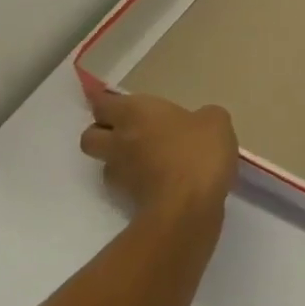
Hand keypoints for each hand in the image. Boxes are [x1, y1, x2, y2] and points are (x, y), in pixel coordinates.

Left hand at [79, 71, 237, 218]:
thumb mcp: (215, 121)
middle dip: (102, 132)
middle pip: (90, 136)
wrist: (187, 209)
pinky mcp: (128, 203)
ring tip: (146, 158)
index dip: (102, 100)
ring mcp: (120, 175)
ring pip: (105, 163)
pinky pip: (126, 186)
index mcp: (134, 113)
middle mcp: (119, 142)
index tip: (106, 96)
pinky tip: (161, 180)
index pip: (102, 103)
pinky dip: (137, 182)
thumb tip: (198, 123)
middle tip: (127, 130)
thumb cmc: (197, 152)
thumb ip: (201, 117)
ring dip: (119, 159)